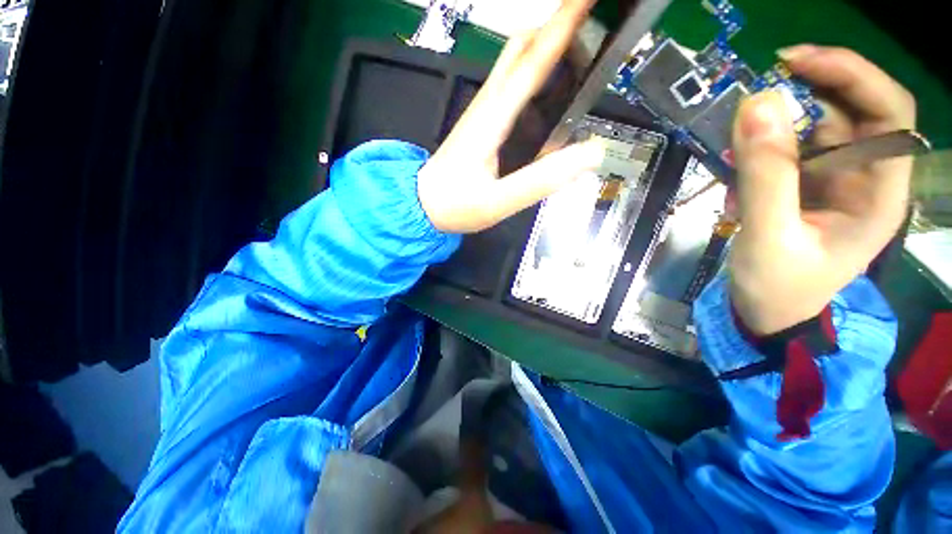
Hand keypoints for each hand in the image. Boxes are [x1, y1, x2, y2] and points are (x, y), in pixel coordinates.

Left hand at [417, 0, 602, 233]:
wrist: (423, 205)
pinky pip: (510, 89)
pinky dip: (533, 77)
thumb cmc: (455, 205)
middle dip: (554, 27)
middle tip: (588, 24)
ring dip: (544, 48)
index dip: (563, 26)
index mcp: (492, 120)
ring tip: (577, 50)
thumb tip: (589, 153)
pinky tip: (547, 92)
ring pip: (513, 66)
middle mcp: (486, 107)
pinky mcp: (481, 124)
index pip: (531, 62)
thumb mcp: (497, 201)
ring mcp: (482, 114)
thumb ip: (540, 180)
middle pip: (520, 50)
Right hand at [730, 45, 915, 334]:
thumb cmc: (778, 287)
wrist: (767, 312)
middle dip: (806, 94)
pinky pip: (786, 151)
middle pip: (850, 111)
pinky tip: (735, 176)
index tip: (793, 62)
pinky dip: (758, 153)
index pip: (887, 112)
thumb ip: (765, 175)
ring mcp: (835, 181)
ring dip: (771, 132)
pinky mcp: (807, 186)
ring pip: (812, 129)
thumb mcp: (769, 236)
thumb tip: (756, 104)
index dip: (850, 75)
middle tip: (755, 94)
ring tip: (733, 156)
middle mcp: (866, 177)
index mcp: (879, 192)